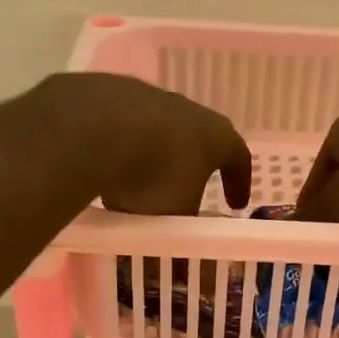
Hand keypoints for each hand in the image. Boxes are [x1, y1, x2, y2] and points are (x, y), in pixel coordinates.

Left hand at [37, 73, 253, 214]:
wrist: (99, 131)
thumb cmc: (158, 176)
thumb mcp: (177, 215)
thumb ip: (185, 226)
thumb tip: (184, 240)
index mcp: (217, 136)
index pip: (238, 158)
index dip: (238, 183)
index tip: (235, 205)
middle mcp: (189, 110)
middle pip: (196, 142)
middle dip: (189, 171)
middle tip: (183, 195)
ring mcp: (149, 99)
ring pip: (157, 136)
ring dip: (152, 162)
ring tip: (135, 190)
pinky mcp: (113, 97)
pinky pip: (124, 133)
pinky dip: (121, 153)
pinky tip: (107, 173)